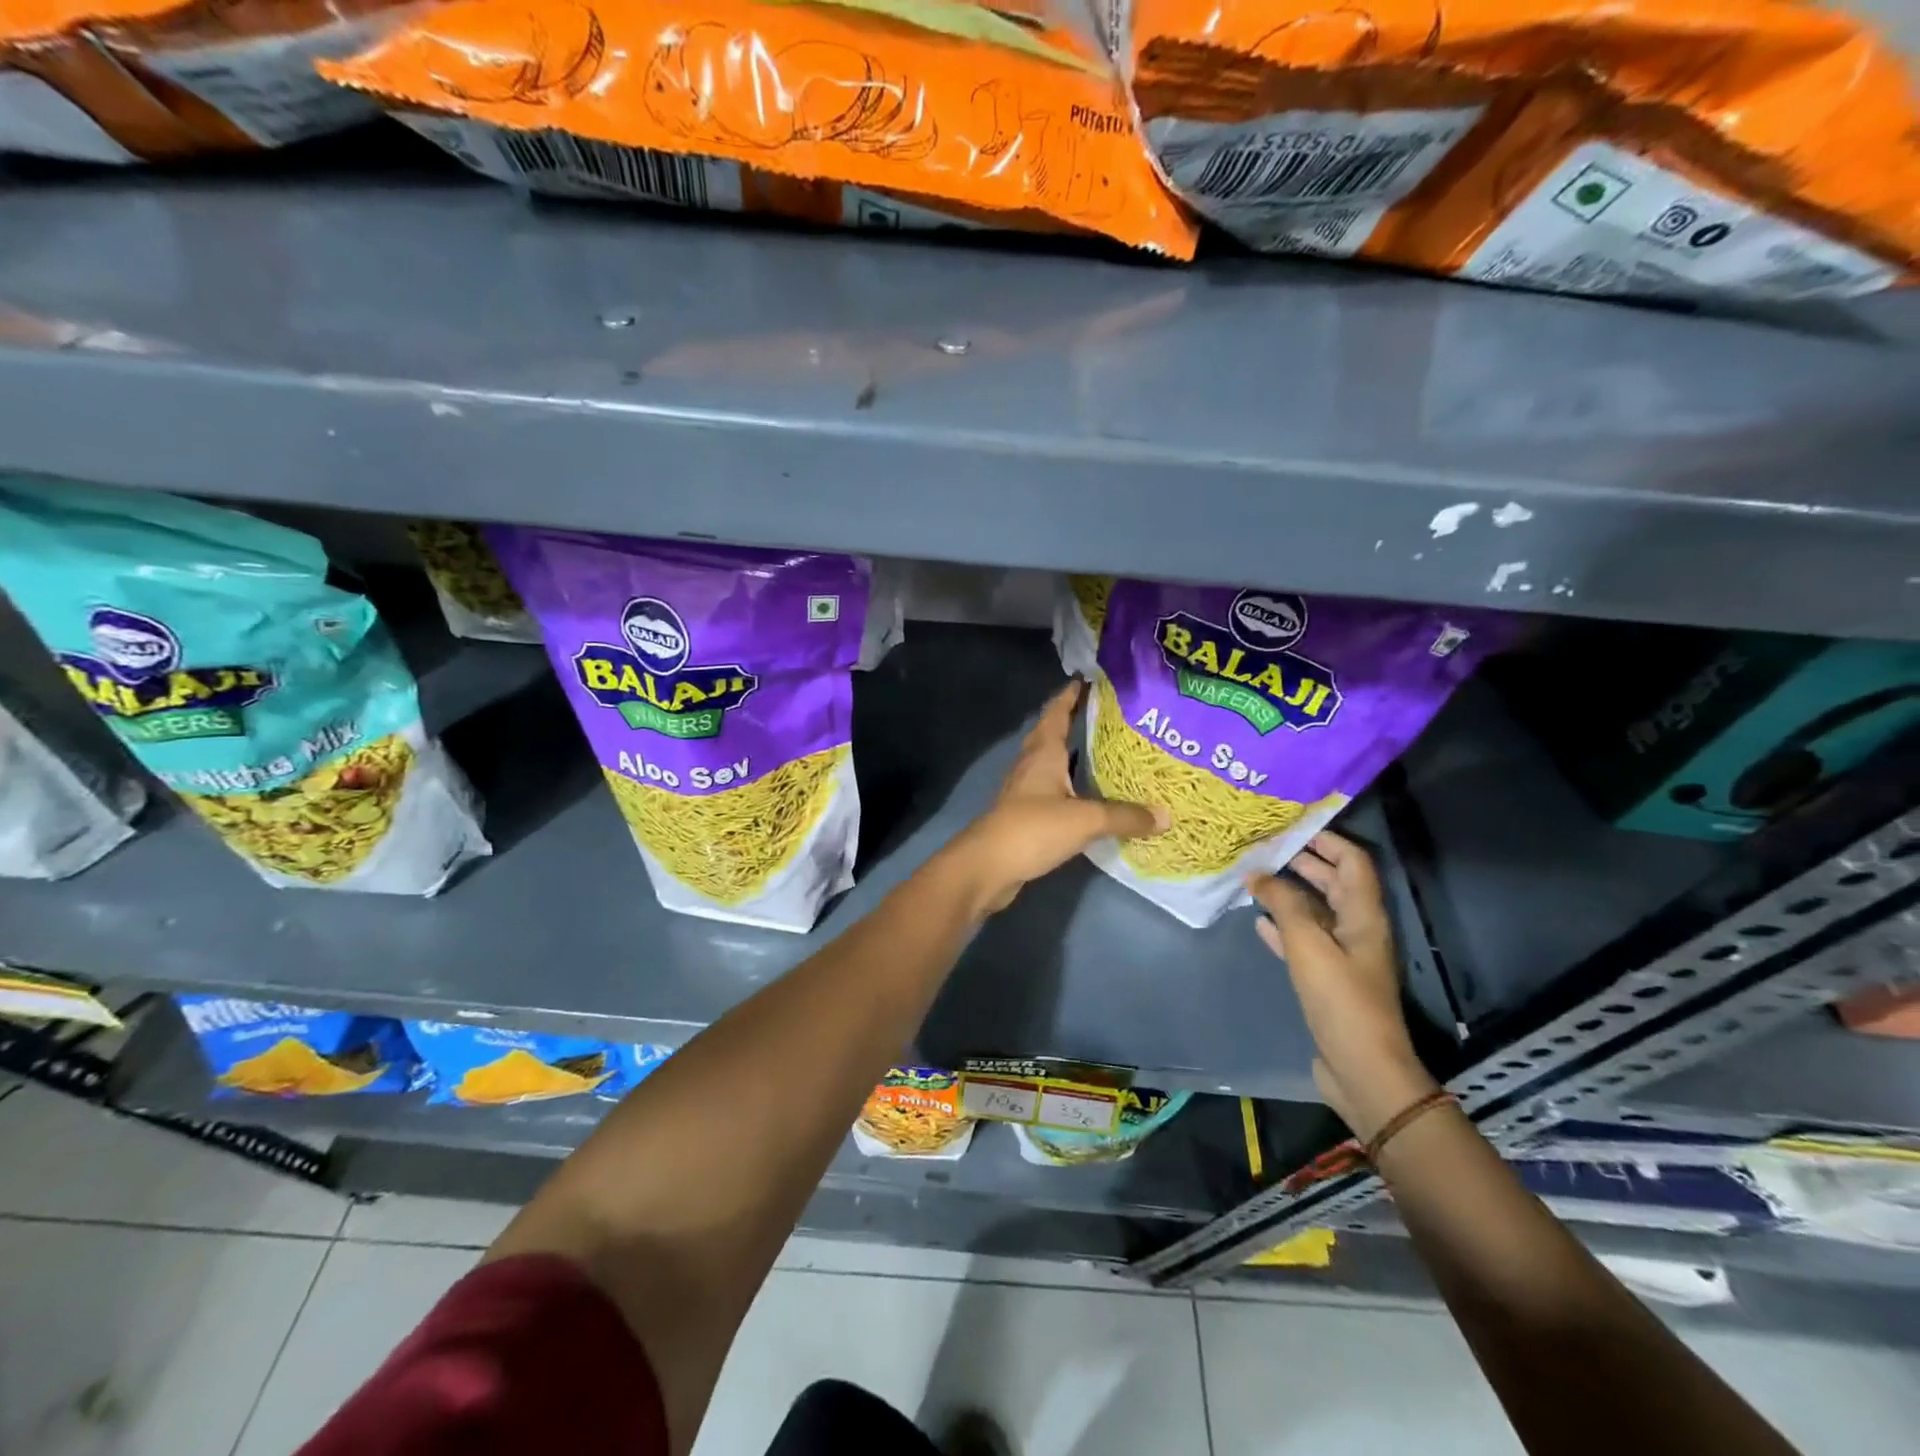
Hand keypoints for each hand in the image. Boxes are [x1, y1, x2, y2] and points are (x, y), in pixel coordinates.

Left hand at [944, 680, 1166, 914]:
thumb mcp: (1085, 820)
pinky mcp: (1025, 814)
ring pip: (1052, 763)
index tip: (1091, 680)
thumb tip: (1166, 816)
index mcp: (1043, 753)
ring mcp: (1025, 790)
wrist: (987, 867)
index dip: (1072, 695)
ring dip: (1073, 755)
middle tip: (1110, 716)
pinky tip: (1089, 796)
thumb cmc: (1033, 829)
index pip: (1057, 712)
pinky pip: (1052, 790)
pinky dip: (1070, 786)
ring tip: (1106, 751)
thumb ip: (1125, 816)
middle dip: (1075, 721)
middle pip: (1052, 734)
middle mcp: (1032, 764)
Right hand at [1248, 832, 1436, 1139]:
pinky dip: (1283, 927)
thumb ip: (1284, 905)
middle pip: (1333, 883)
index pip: (1352, 861)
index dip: (1327, 839)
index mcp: (1363, 915)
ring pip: (1315, 912)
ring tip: (1254, 878)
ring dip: (1289, 893)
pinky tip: (1258, 921)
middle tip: (1263, 847)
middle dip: (1303, 862)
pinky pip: (1303, 941)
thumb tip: (1258, 875)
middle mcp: (1357, 929)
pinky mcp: (1327, 979)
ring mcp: (1343, 956)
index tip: (1291, 825)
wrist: (1362, 1068)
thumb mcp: (1309, 945)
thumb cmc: (1341, 999)